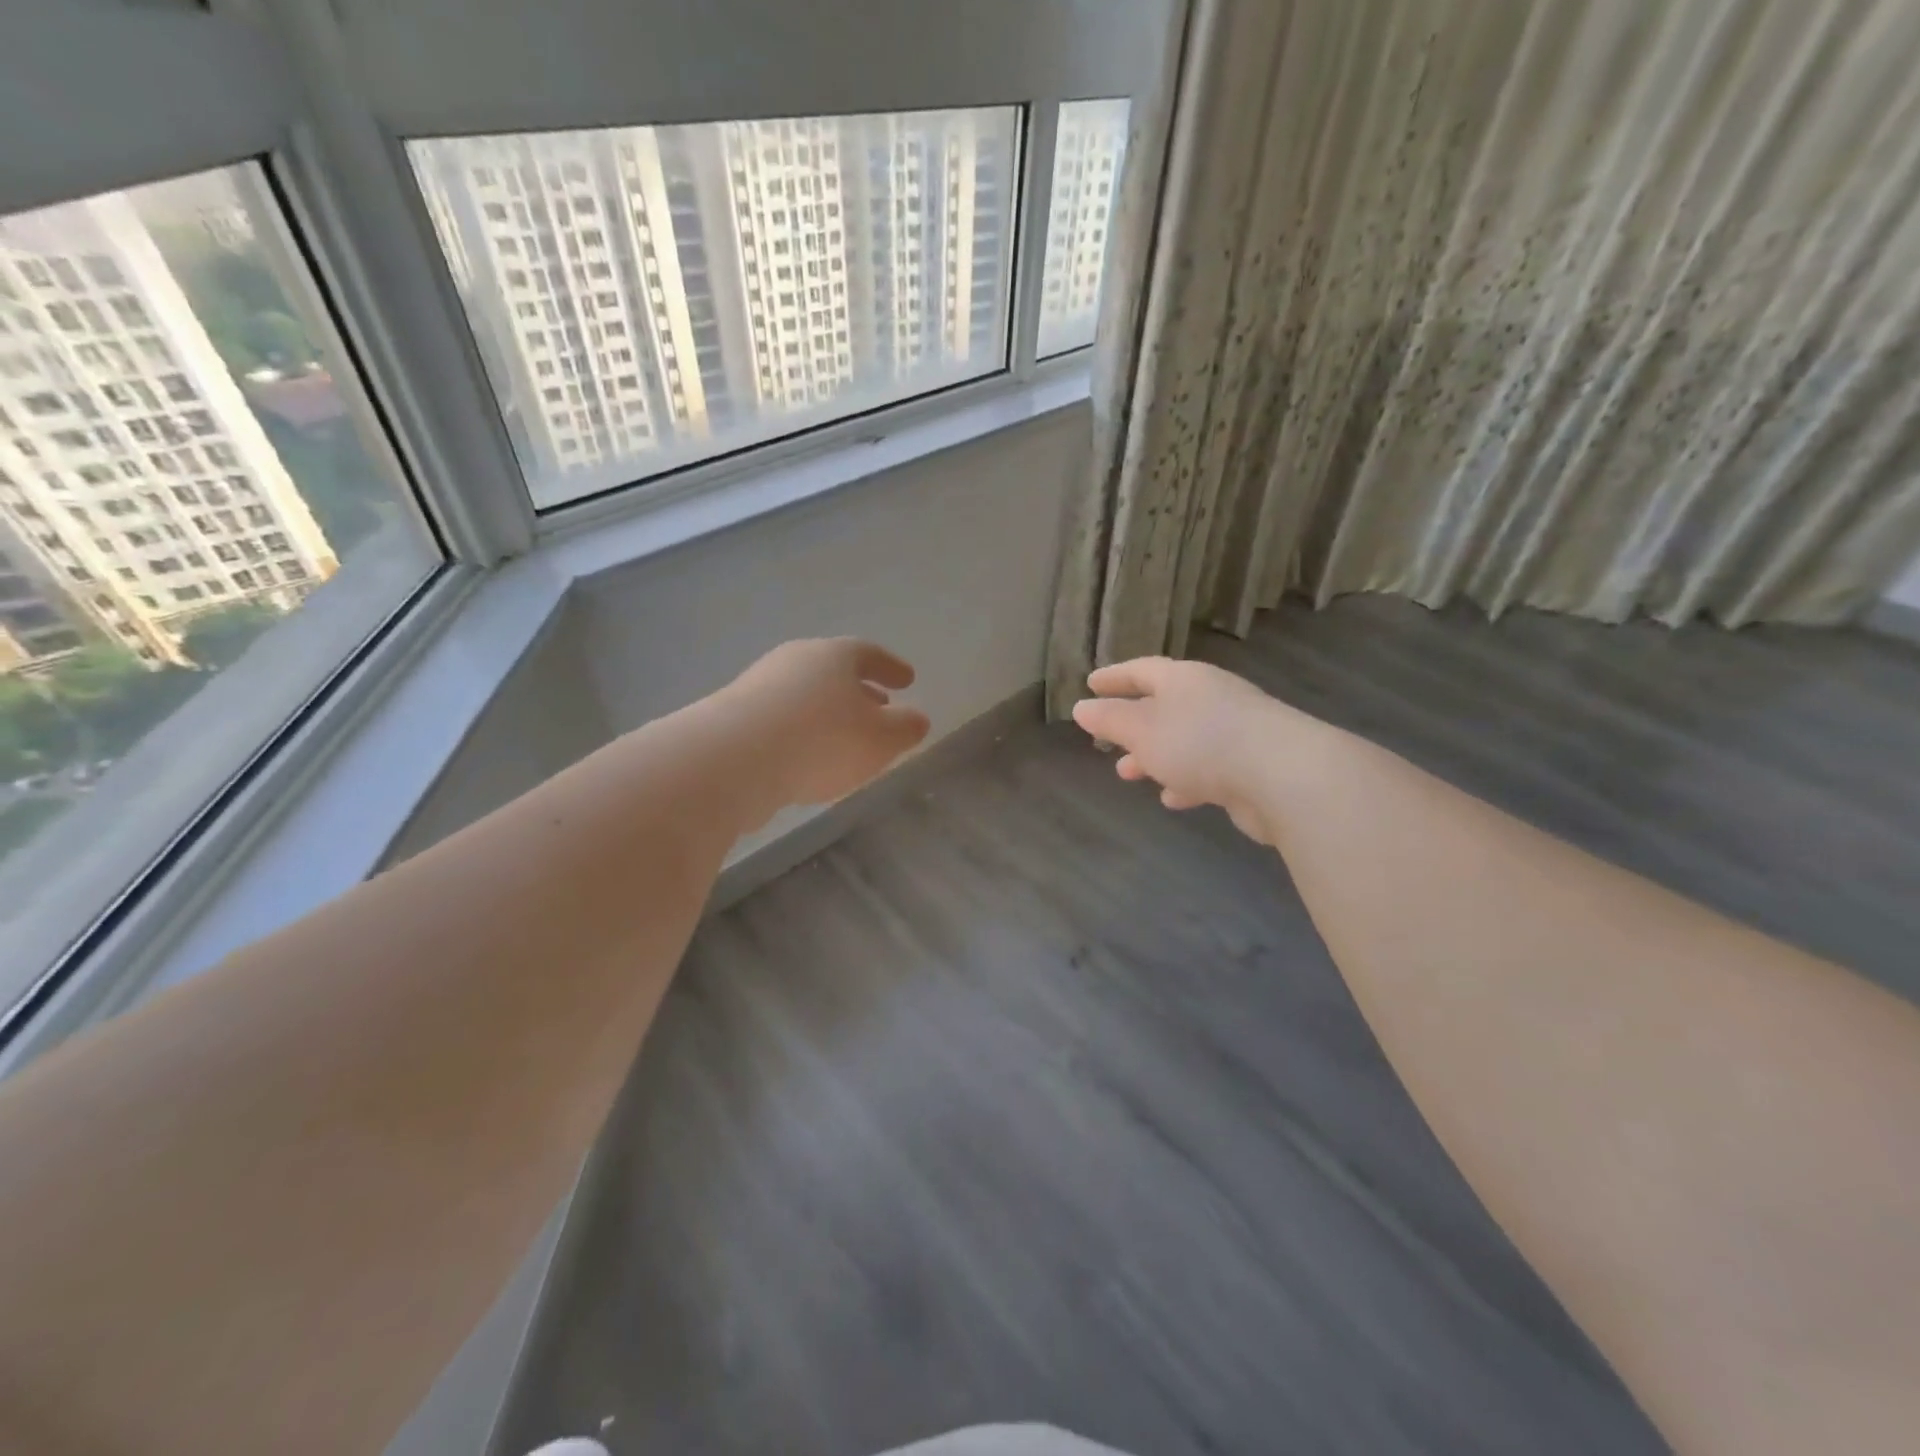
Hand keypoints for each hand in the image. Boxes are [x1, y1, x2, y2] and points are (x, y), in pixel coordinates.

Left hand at [718, 638, 930, 812]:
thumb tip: (917, 719)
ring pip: (806, 694)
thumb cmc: (822, 741)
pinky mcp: (733, 717)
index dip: (891, 668)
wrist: (733, 760)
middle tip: (880, 707)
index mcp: (834, 656)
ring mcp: (759, 686)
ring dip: (829, 712)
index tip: (908, 680)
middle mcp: (795, 661)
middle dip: (860, 690)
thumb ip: (905, 728)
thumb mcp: (880, 740)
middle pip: (834, 671)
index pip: (870, 654)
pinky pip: (781, 719)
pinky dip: (801, 732)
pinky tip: (807, 757)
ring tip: (845, 736)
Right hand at [1072, 656, 1296, 843]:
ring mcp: (1236, 731)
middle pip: (1164, 706)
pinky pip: (1208, 768)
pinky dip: (1186, 780)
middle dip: (1133, 725)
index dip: (1115, 677)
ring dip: (1155, 756)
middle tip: (1107, 740)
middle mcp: (1212, 698)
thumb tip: (1081, 707)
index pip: (1142, 671)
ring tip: (1130, 774)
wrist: (1283, 776)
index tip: (1091, 683)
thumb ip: (1110, 720)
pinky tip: (1174, 799)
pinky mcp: (1253, 765)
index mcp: (1184, 680)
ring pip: (1184, 740)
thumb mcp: (1143, 730)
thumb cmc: (1200, 743)